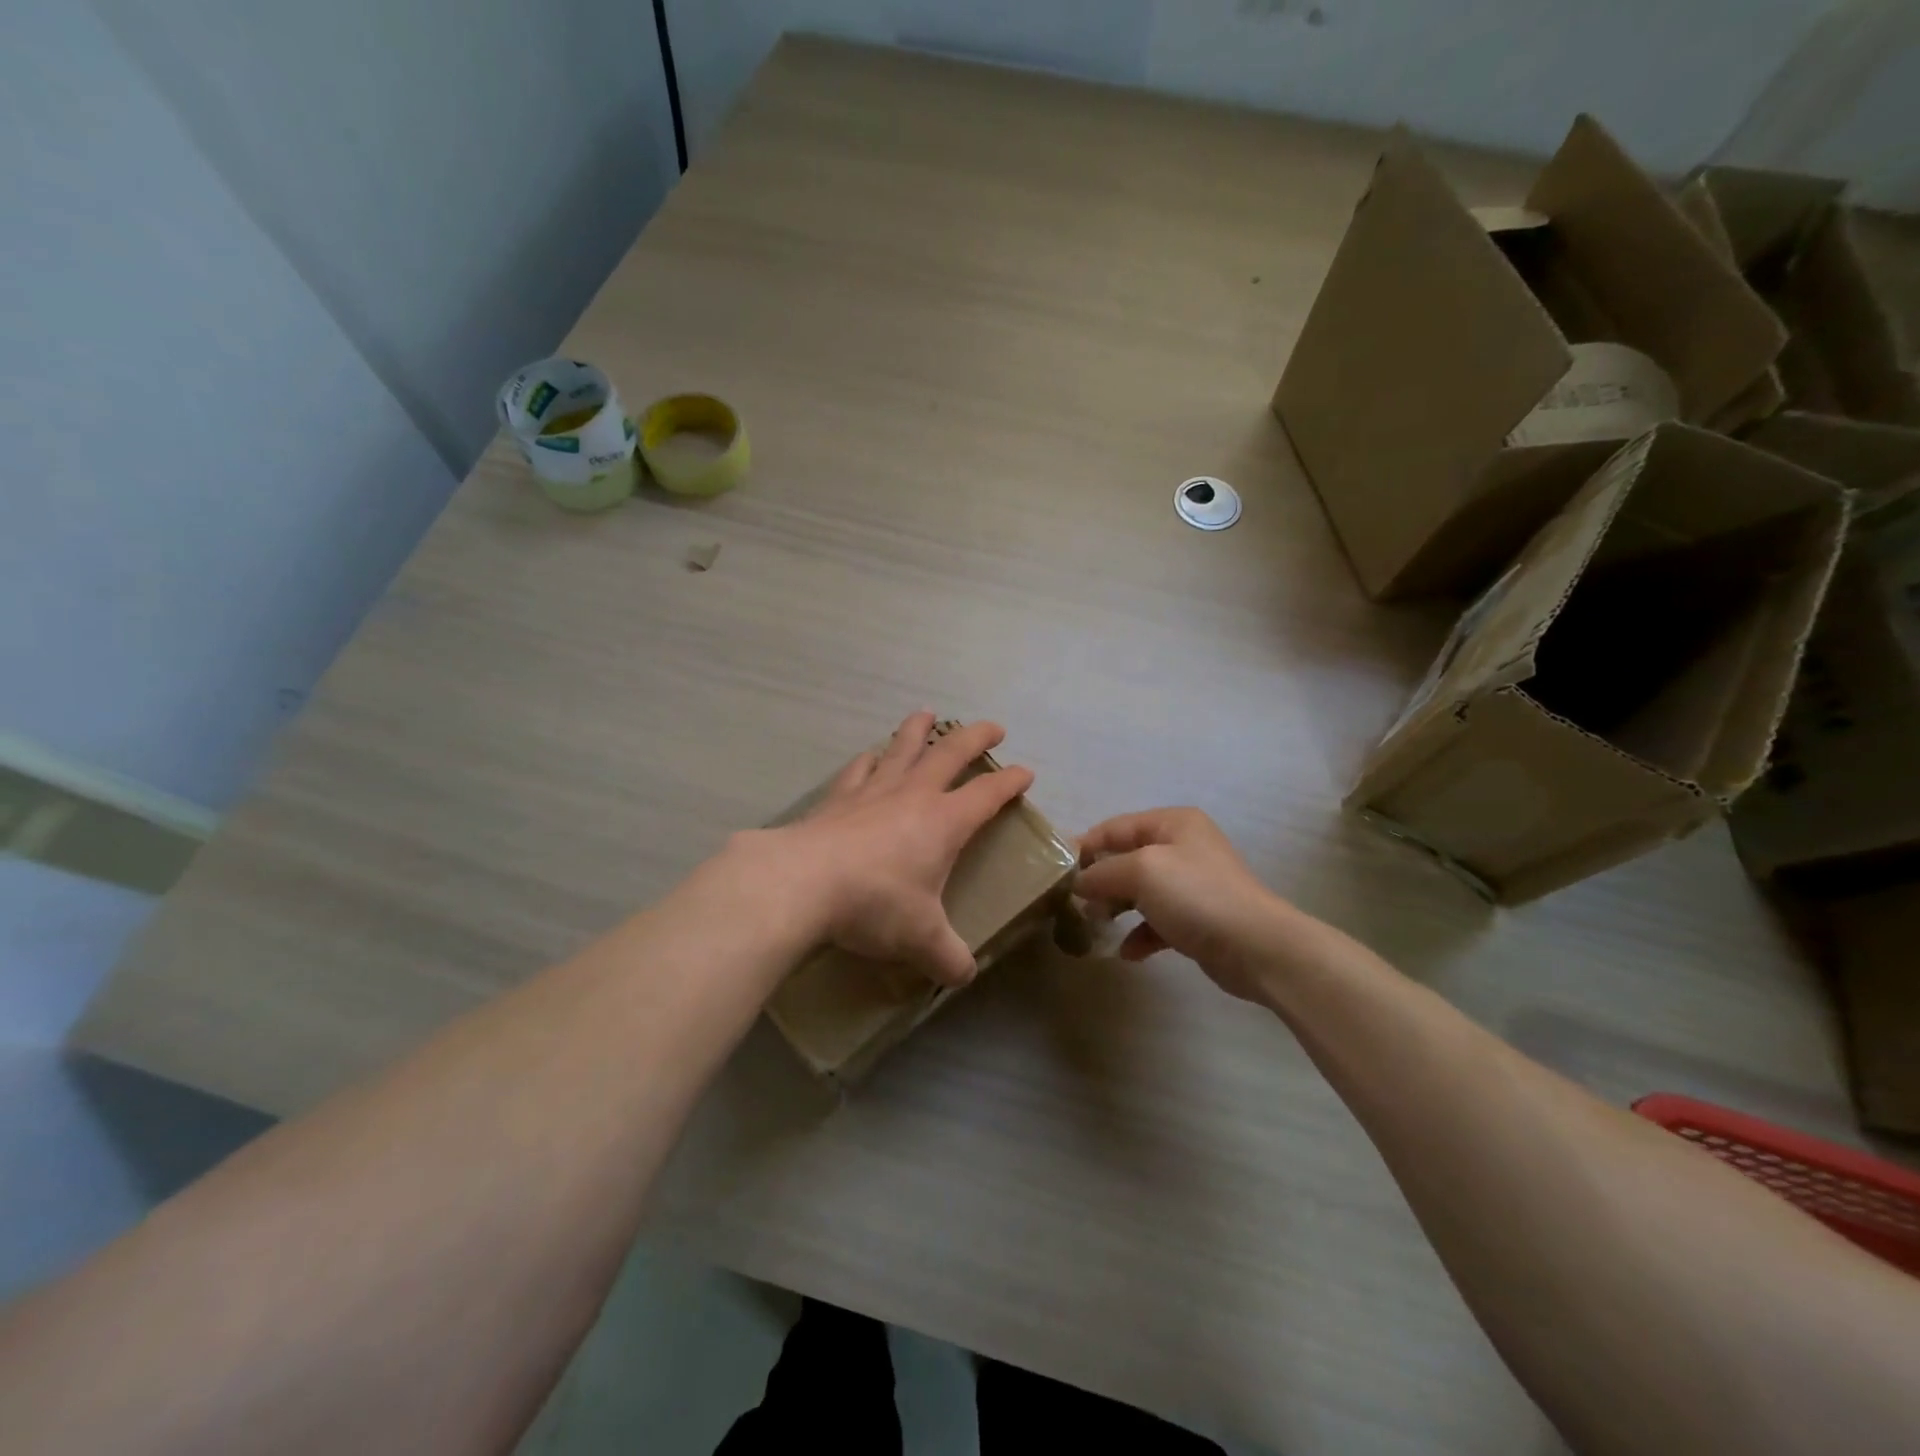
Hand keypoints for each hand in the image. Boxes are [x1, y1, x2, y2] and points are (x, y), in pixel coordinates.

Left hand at [754, 712, 1035, 986]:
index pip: (988, 794)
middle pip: (951, 753)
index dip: (1010, 782)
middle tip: (992, 727)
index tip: (1025, 773)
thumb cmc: (874, 903)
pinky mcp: (838, 799)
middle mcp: (913, 796)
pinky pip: (859, 769)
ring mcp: (873, 791)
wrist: (802, 882)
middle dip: (975, 738)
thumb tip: (963, 976)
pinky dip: (869, 759)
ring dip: (918, 730)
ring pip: (902, 748)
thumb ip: (947, 957)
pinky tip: (869, 756)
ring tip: (926, 715)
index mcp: (944, 821)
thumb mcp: (920, 938)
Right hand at [1075, 807, 1294, 1002]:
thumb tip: (1077, 883)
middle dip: (1099, 881)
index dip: (1084, 846)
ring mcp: (1192, 884)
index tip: (1056, 871)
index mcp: (1172, 823)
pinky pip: (1157, 921)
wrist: (1257, 947)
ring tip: (1094, 926)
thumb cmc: (1196, 896)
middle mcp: (1183, 847)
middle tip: (1072, 903)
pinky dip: (1140, 934)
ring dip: (1115, 908)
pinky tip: (1127, 952)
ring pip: (1140, 891)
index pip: (1114, 827)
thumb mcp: (1141, 871)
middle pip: (1126, 858)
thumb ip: (1102, 872)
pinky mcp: (1198, 919)